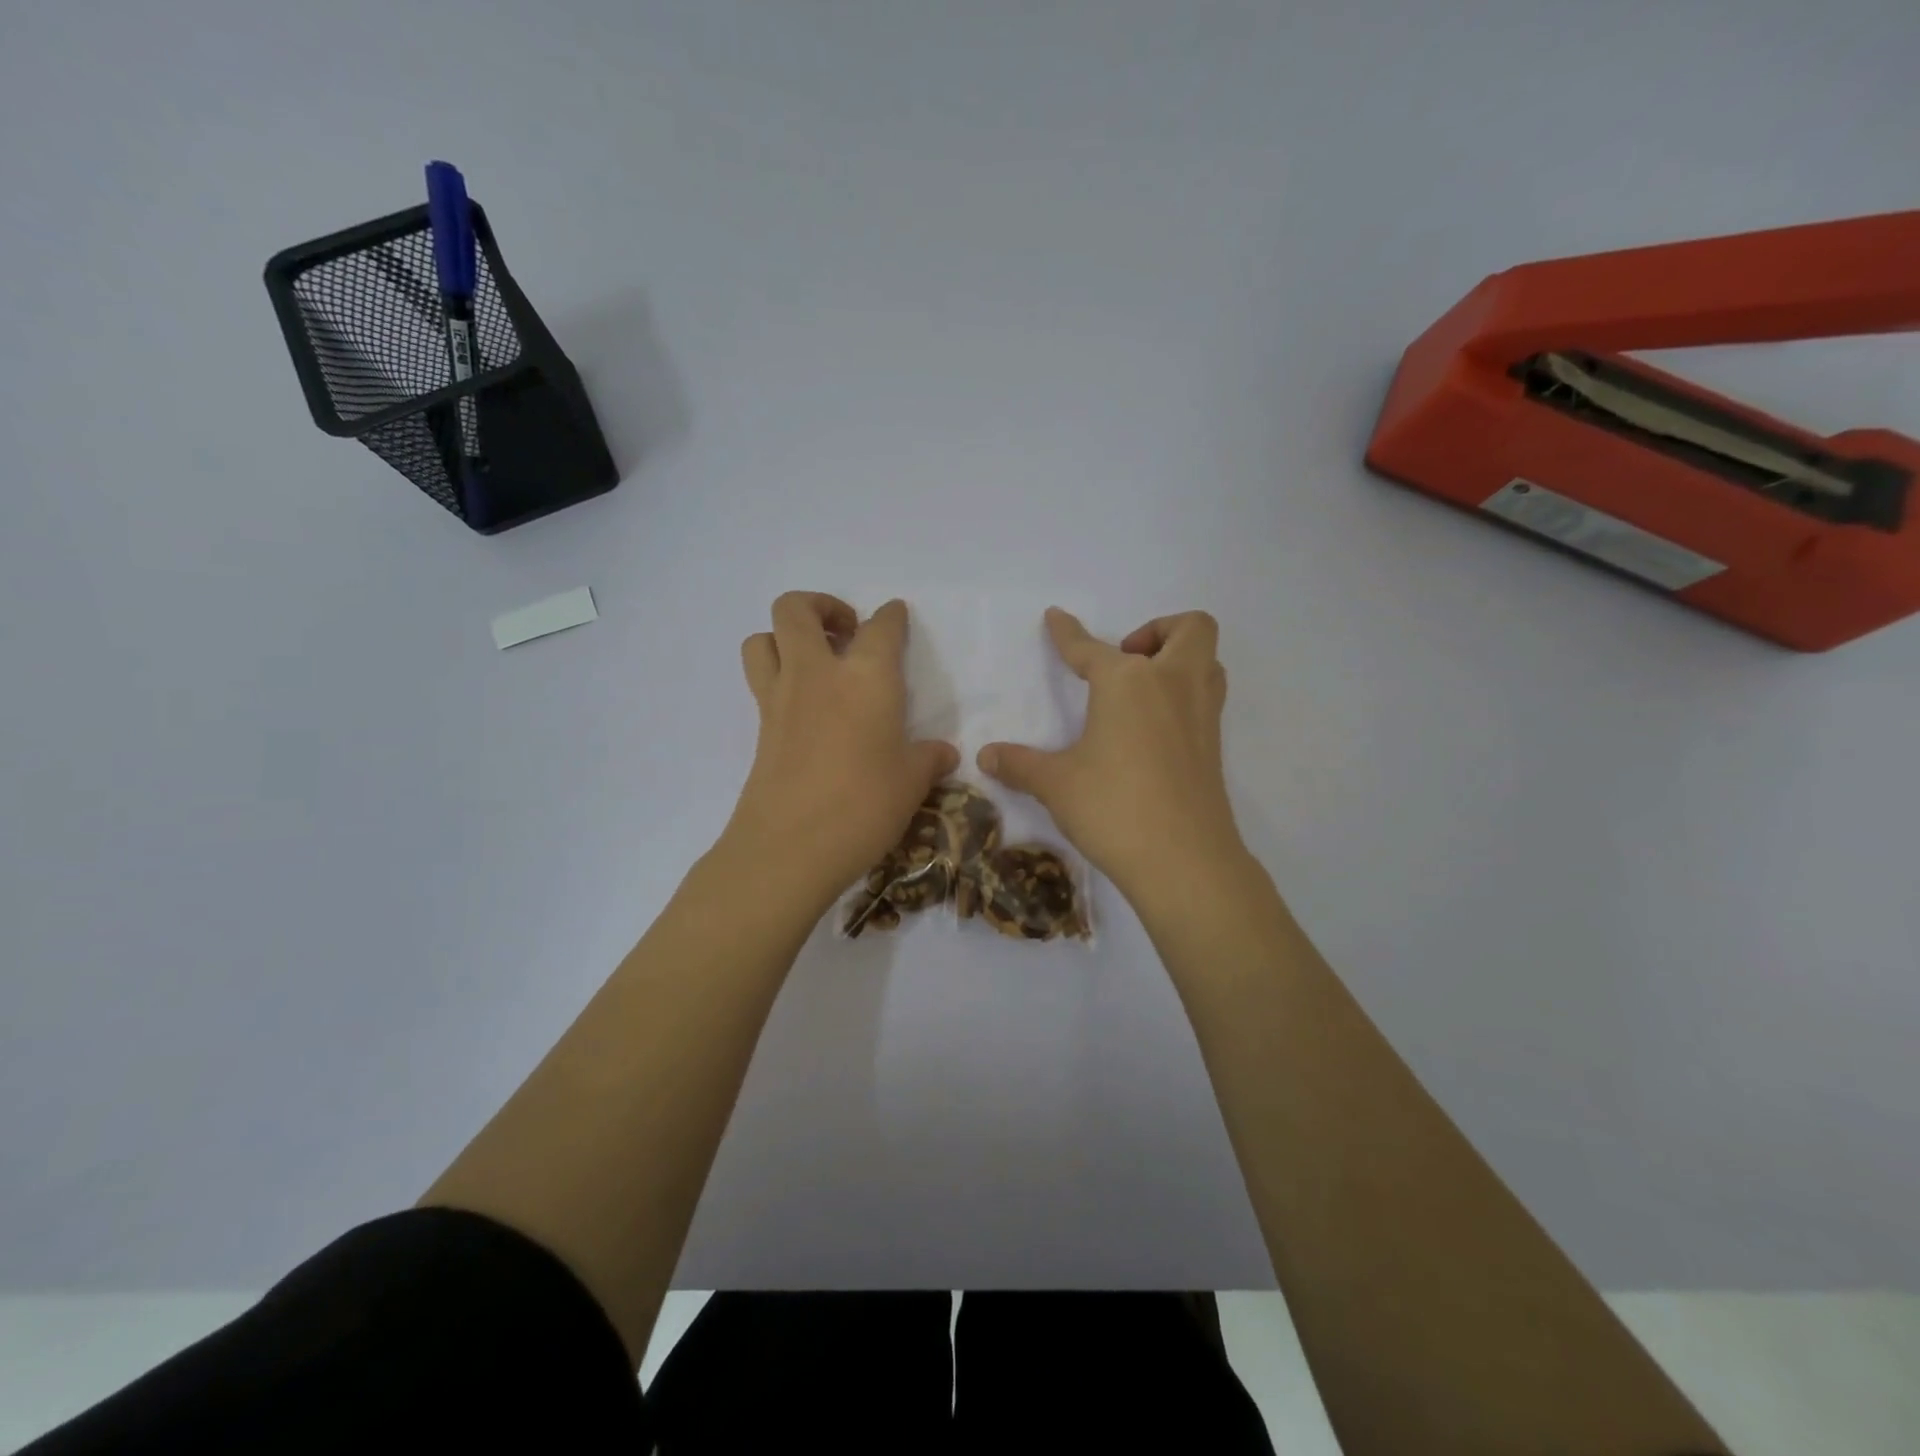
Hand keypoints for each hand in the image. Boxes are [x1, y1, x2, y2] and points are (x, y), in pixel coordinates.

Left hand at [727, 593, 958, 907]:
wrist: (790, 847)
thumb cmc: (864, 805)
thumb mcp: (912, 782)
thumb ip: (929, 759)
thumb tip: (944, 754)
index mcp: (866, 676)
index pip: (881, 627)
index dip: (891, 617)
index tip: (896, 617)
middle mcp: (817, 673)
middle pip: (796, 609)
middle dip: (821, 606)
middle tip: (847, 632)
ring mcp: (780, 697)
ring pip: (763, 637)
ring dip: (785, 636)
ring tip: (814, 661)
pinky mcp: (759, 726)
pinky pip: (761, 680)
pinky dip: (778, 676)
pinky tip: (805, 707)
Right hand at [978, 608, 1245, 906]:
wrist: (1184, 860)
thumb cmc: (1113, 808)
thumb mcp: (1056, 784)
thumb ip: (1019, 764)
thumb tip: (985, 757)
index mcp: (1127, 682)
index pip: (1089, 648)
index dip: (1067, 633)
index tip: (1056, 618)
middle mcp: (1172, 684)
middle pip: (1188, 628)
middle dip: (1157, 630)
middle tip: (1126, 661)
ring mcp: (1201, 713)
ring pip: (1207, 661)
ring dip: (1179, 659)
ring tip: (1142, 690)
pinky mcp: (1214, 744)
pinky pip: (1207, 696)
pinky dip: (1184, 695)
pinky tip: (1153, 729)